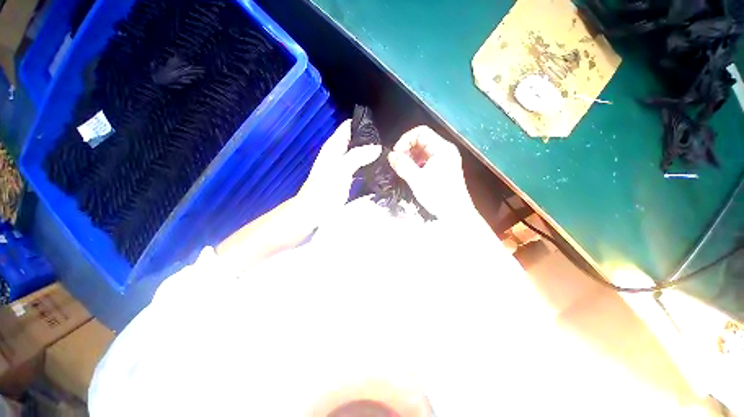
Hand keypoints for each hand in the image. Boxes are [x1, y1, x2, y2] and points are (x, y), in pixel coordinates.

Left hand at [298, 120, 380, 222]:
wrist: (315, 210)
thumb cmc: (325, 189)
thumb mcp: (341, 169)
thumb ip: (358, 156)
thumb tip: (378, 147)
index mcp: (333, 146)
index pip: (348, 126)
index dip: (363, 124)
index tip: (381, 127)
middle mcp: (338, 152)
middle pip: (355, 139)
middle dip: (370, 139)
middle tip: (389, 143)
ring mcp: (342, 165)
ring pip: (358, 153)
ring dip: (370, 153)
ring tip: (387, 154)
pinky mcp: (346, 177)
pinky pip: (360, 166)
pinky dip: (368, 165)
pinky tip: (379, 168)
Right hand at [388, 126, 474, 218]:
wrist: (456, 214)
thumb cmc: (438, 196)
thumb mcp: (417, 180)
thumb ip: (403, 165)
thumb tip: (390, 155)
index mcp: (442, 148)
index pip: (421, 132)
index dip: (405, 140)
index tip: (396, 154)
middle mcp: (445, 150)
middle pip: (422, 140)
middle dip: (407, 149)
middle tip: (398, 162)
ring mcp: (445, 159)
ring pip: (423, 150)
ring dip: (411, 157)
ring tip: (403, 169)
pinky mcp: (443, 168)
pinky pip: (427, 160)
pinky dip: (416, 163)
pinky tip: (412, 173)